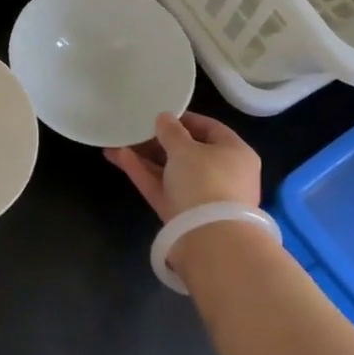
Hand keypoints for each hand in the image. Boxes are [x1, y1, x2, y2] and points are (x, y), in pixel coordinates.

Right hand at [105, 112, 261, 222]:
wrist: (209, 239)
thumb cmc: (205, 180)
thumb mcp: (186, 149)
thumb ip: (171, 131)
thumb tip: (164, 118)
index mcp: (235, 153)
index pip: (211, 129)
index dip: (185, 120)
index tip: (161, 115)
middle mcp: (222, 174)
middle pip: (188, 152)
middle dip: (159, 141)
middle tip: (135, 129)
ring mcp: (201, 197)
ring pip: (170, 171)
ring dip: (145, 157)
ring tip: (118, 142)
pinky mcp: (181, 214)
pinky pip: (161, 188)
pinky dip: (143, 173)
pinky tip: (119, 157)